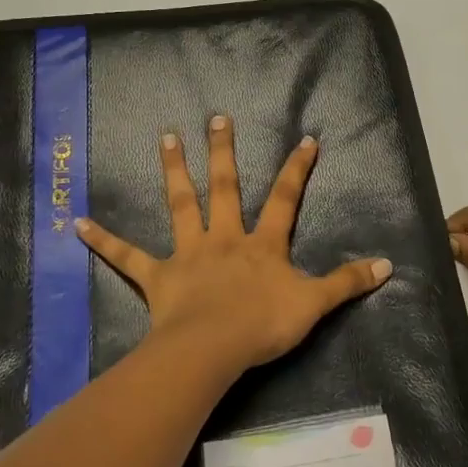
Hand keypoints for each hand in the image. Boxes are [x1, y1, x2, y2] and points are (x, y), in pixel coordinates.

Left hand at [76, 116, 392, 374]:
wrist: (213, 348)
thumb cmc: (263, 325)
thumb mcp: (314, 304)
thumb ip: (348, 283)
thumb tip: (390, 266)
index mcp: (261, 244)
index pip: (284, 199)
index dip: (297, 170)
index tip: (305, 139)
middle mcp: (224, 239)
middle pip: (224, 188)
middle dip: (223, 151)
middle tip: (216, 117)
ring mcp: (189, 254)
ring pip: (180, 205)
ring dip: (173, 170)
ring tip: (165, 138)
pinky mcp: (158, 277)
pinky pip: (128, 256)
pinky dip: (104, 240)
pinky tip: (78, 224)